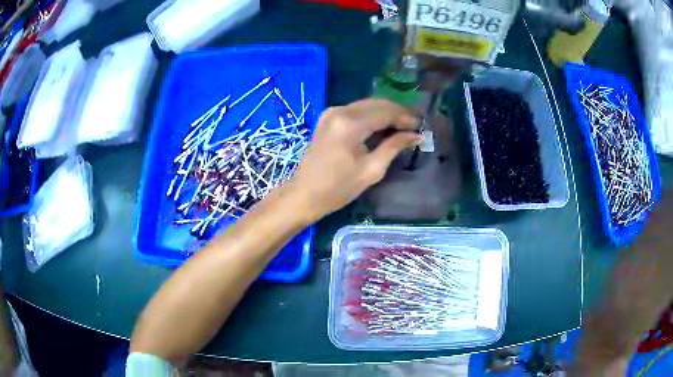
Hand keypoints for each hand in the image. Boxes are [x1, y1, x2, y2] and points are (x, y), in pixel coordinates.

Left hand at [285, 99, 420, 222]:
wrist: (304, 194)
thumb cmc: (338, 188)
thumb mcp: (372, 170)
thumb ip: (394, 146)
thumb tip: (416, 135)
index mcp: (350, 124)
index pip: (386, 112)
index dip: (406, 117)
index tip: (421, 126)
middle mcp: (340, 111)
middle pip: (376, 104)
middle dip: (397, 113)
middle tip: (414, 125)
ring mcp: (331, 112)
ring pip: (366, 105)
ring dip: (385, 113)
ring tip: (402, 126)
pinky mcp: (327, 117)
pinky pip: (356, 110)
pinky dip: (371, 115)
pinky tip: (382, 126)